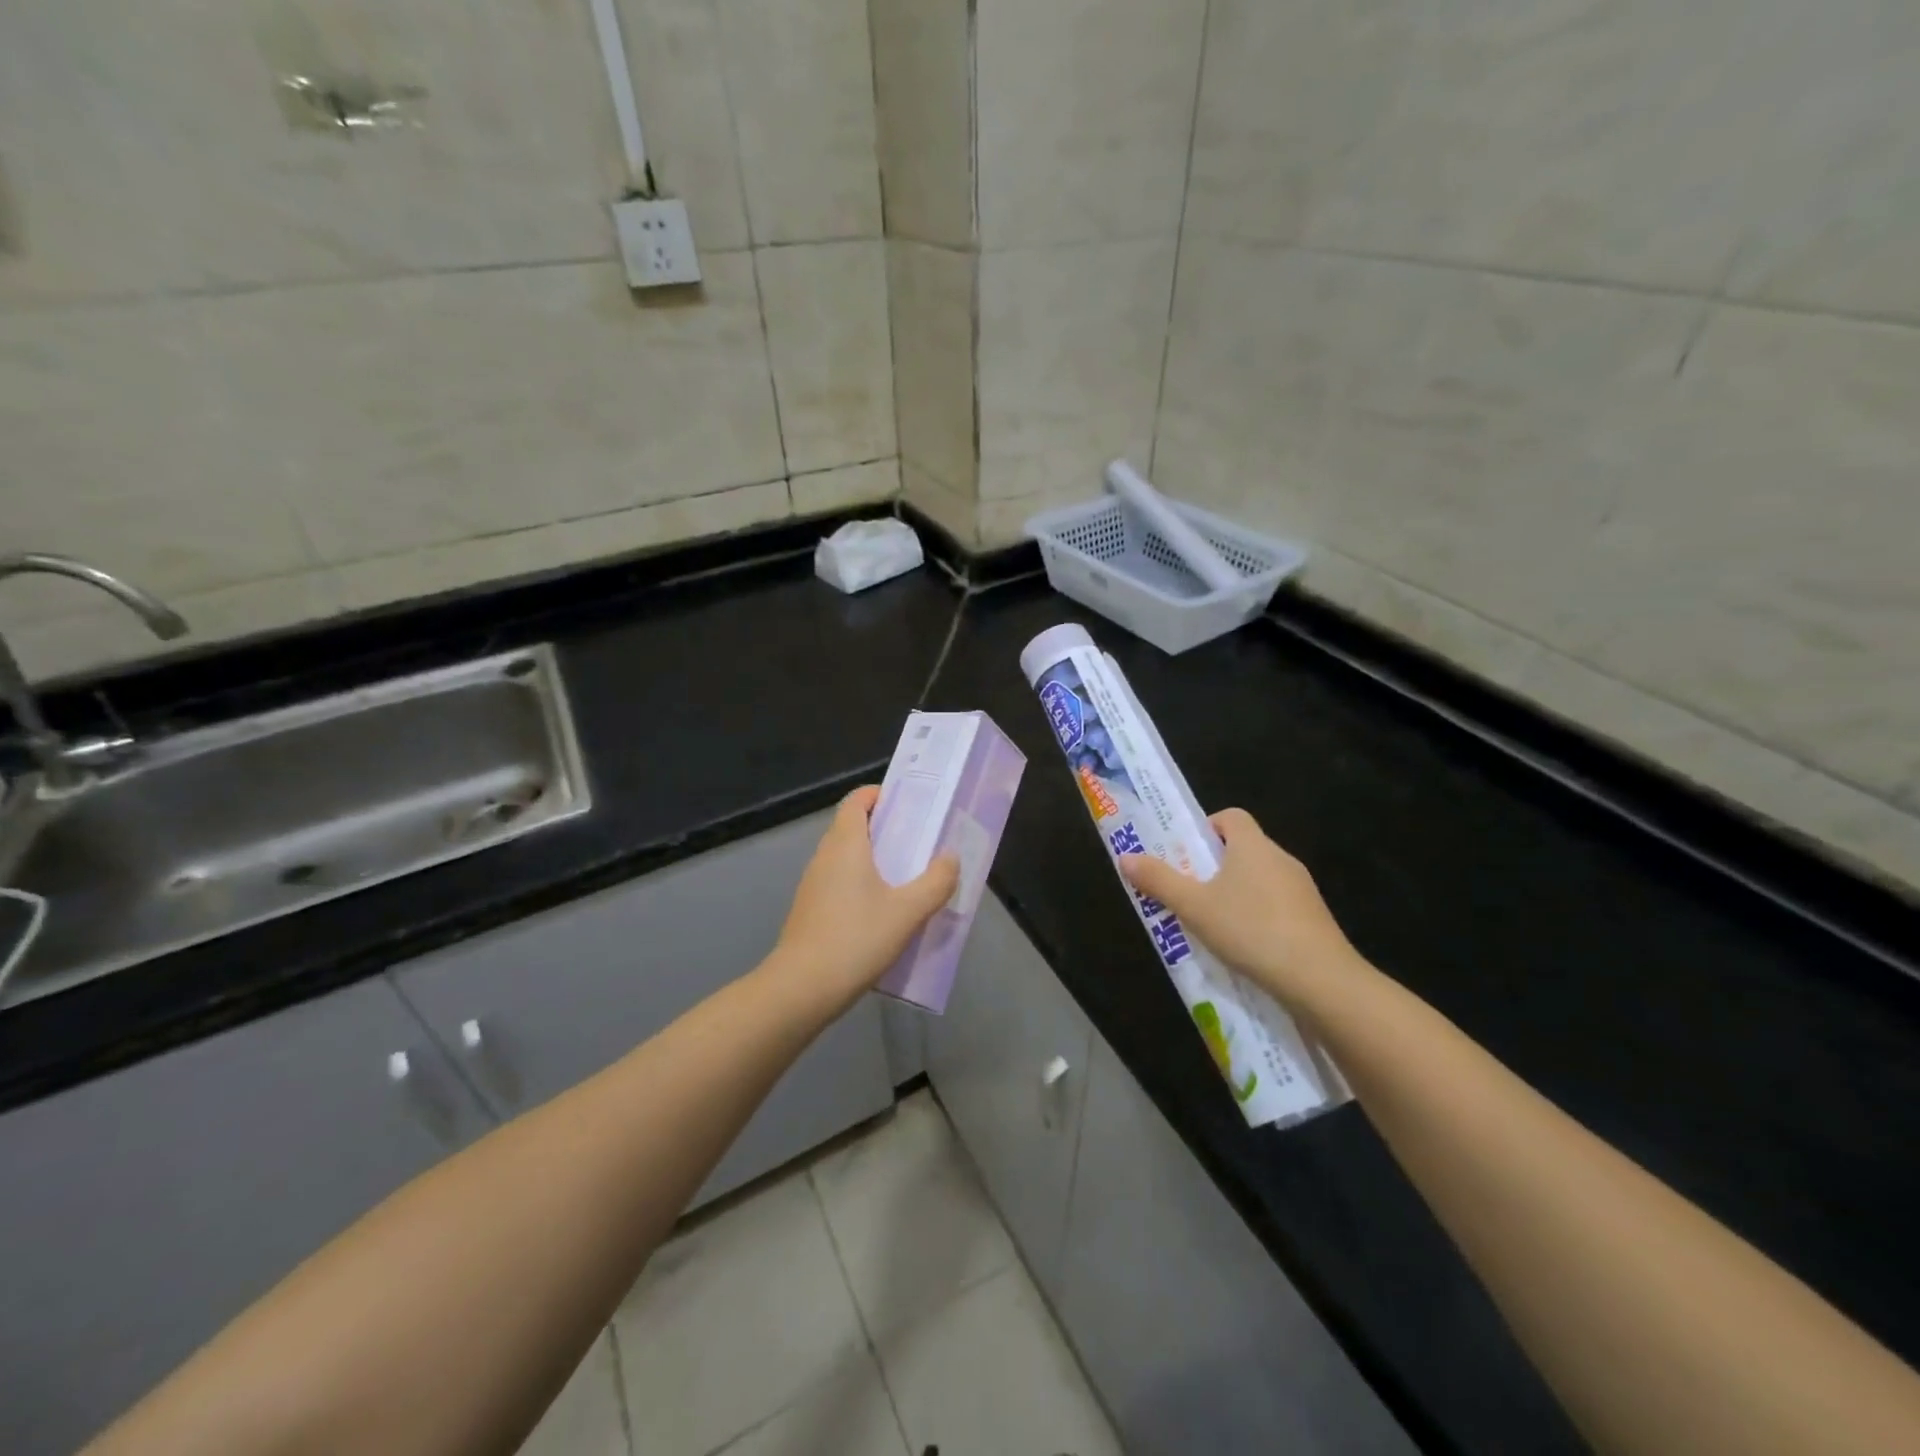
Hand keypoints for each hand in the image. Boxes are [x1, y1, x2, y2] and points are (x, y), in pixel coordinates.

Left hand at [771, 786, 959, 1008]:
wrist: (801, 988)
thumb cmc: (856, 939)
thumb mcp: (908, 911)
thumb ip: (936, 881)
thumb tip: (950, 857)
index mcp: (845, 844)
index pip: (856, 800)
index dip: (879, 795)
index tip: (907, 805)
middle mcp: (824, 856)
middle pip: (851, 826)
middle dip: (883, 828)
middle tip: (918, 842)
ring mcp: (813, 884)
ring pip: (845, 857)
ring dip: (872, 858)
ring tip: (906, 876)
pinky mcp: (810, 910)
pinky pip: (839, 882)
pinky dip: (860, 883)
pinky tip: (882, 911)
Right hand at [1120, 808, 1362, 1011]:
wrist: (1321, 981)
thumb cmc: (1251, 930)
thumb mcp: (1194, 907)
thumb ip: (1158, 881)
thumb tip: (1125, 857)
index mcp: (1252, 845)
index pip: (1230, 817)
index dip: (1205, 828)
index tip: (1186, 854)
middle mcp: (1280, 859)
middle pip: (1242, 848)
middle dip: (1213, 866)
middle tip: (1187, 891)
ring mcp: (1302, 890)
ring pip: (1259, 880)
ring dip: (1235, 894)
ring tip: (1210, 924)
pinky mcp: (1314, 919)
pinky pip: (1276, 906)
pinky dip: (1257, 917)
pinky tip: (1244, 947)